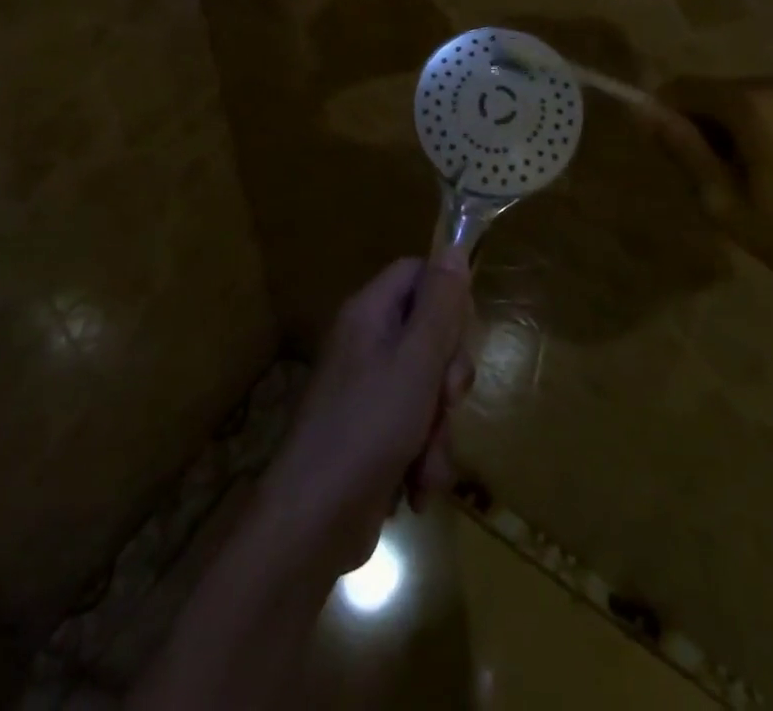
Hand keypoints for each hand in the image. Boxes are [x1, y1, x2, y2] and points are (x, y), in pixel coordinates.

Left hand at [262, 254, 473, 575]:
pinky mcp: (374, 433)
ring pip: (430, 386)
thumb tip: (454, 248)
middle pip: (430, 332)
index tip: (460, 334)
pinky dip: (425, 455)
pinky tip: (418, 485)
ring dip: (440, 426)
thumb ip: (440, 305)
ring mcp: (369, 390)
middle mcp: (368, 343)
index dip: (447, 298)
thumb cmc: (368, 428)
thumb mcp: (416, 361)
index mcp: (370, 314)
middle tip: (446, 400)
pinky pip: (417, 425)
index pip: (418, 274)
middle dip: (448, 375)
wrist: (312, 524)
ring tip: (428, 461)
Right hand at [643, 77, 772, 298]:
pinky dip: (755, 128)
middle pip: (712, 90)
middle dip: (698, 125)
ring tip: (744, 178)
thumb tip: (640, 111)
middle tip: (709, 178)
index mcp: (752, 104)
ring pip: (739, 98)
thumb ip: (682, 149)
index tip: (668, 155)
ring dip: (726, 128)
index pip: (682, 87)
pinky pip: (769, 105)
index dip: (664, 115)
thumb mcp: (724, 201)